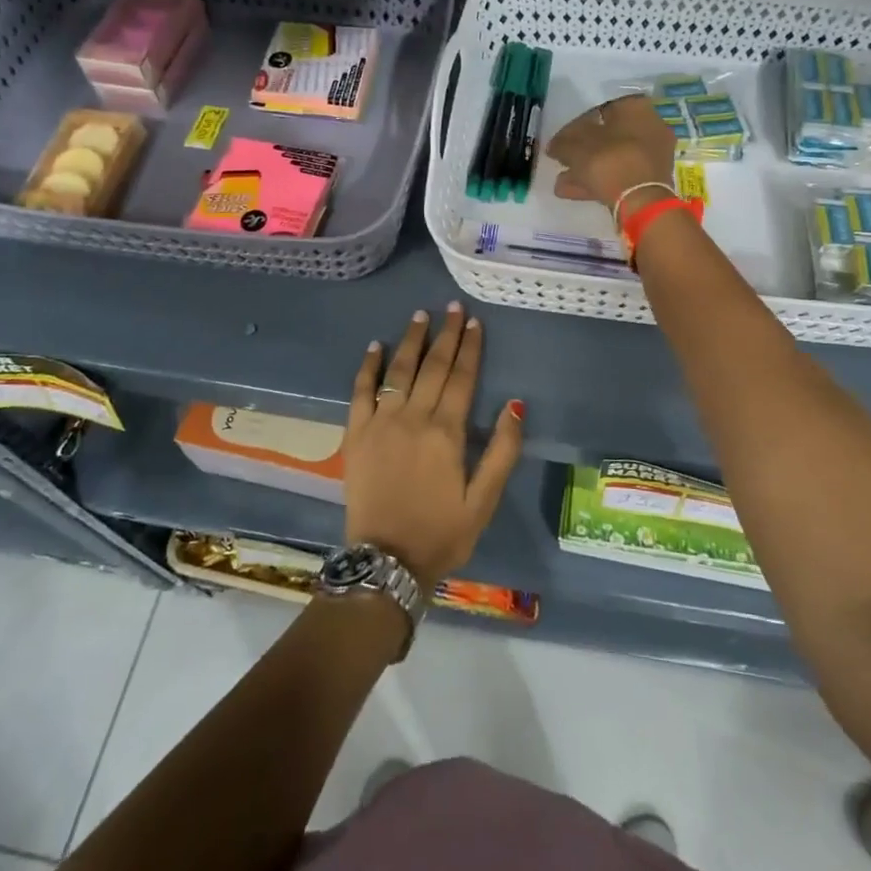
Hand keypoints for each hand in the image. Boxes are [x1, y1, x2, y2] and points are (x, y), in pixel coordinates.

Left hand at [344, 304, 523, 592]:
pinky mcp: (355, 434)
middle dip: (445, 335)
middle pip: (433, 367)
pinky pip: (360, 392)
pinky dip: (368, 367)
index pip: (462, 378)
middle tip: (452, 308)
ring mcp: (380, 423)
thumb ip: (502, 451)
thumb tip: (515, 404)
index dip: (470, 348)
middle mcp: (413, 418)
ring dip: (411, 340)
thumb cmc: (442, 533)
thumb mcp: (484, 500)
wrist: (386, 562)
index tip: (474, 321)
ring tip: (420, 315)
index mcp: (447, 432)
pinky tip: (375, 346)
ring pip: (398, 371)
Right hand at [545, 96, 677, 216]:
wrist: (640, 201)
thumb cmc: (609, 161)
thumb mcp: (575, 147)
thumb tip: (554, 145)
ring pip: (613, 158)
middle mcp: (650, 127)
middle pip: (608, 137)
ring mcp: (653, 155)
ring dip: (586, 169)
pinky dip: (598, 181)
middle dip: (582, 151)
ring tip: (561, 181)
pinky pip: (620, 174)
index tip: (561, 140)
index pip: (600, 109)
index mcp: (635, 108)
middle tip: (562, 161)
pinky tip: (572, 191)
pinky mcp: (651, 180)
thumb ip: (562, 142)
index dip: (576, 125)